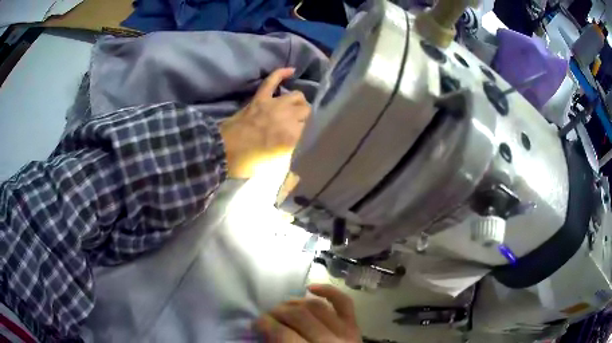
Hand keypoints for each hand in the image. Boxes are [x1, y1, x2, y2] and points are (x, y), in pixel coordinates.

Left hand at [220, 68, 310, 178]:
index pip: (309, 129)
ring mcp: (273, 105)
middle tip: (298, 125)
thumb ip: (289, 151)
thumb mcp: (274, 165)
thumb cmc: (248, 162)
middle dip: (304, 118)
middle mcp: (287, 117)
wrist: (222, 151)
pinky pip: (272, 81)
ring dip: (299, 103)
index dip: (305, 133)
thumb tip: (296, 142)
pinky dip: (281, 74)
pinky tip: (291, 70)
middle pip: (306, 111)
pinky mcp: (260, 98)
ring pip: (297, 96)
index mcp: (291, 137)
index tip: (300, 138)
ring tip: (296, 108)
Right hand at [254, 284, 361, 342]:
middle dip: (277, 313)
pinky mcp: (355, 328)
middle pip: (299, 317)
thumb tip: (261, 331)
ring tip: (283, 306)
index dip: (265, 325)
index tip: (255, 323)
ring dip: (295, 303)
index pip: (283, 334)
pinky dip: (328, 291)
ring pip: (317, 307)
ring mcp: (347, 333)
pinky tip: (310, 288)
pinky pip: (344, 303)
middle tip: (267, 316)